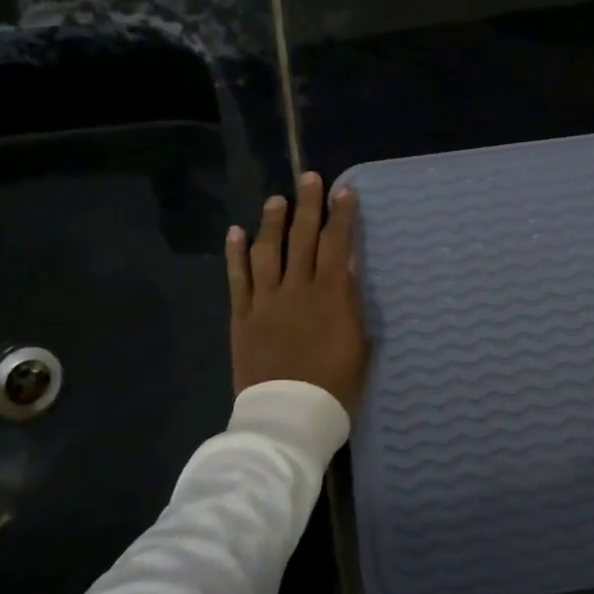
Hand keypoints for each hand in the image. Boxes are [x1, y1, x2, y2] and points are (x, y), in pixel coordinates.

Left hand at [225, 172, 369, 415]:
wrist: (289, 416)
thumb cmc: (335, 385)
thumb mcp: (359, 345)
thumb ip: (351, 304)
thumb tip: (347, 270)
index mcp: (330, 296)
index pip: (337, 245)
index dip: (341, 216)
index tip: (344, 192)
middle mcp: (296, 289)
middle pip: (302, 238)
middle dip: (308, 206)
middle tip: (309, 178)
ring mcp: (265, 301)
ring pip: (267, 251)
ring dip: (272, 222)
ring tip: (276, 200)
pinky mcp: (242, 317)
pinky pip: (237, 279)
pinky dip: (236, 254)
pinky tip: (235, 233)